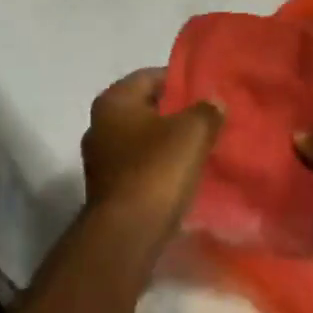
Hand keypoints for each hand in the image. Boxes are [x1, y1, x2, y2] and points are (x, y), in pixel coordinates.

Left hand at [81, 69, 223, 237]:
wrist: (126, 236)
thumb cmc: (156, 170)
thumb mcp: (192, 132)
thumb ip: (207, 110)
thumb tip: (214, 101)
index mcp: (114, 100)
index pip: (152, 76)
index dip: (181, 81)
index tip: (207, 92)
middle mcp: (99, 123)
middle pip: (145, 107)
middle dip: (175, 112)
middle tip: (207, 119)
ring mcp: (100, 158)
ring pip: (142, 138)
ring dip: (166, 142)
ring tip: (198, 148)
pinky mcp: (106, 189)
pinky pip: (138, 165)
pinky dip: (157, 166)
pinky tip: (181, 175)